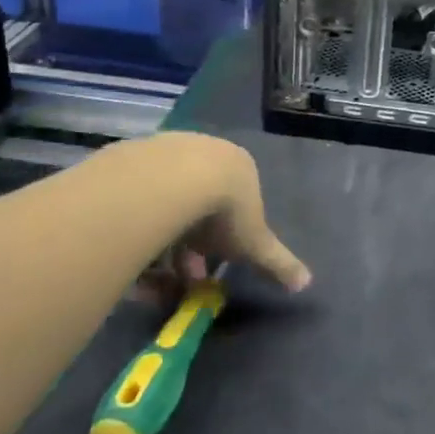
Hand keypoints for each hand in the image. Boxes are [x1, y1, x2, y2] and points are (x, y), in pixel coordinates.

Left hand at [141, 133, 311, 292]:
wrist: (172, 181)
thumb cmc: (224, 211)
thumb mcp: (255, 244)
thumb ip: (278, 263)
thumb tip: (306, 283)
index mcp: (239, 167)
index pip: (236, 204)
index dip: (226, 241)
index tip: (212, 268)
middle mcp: (206, 152)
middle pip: (199, 204)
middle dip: (191, 246)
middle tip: (180, 277)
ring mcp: (168, 150)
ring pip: (165, 202)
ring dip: (160, 240)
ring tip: (147, 276)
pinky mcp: (132, 157)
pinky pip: (134, 200)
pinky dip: (134, 229)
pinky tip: (128, 252)